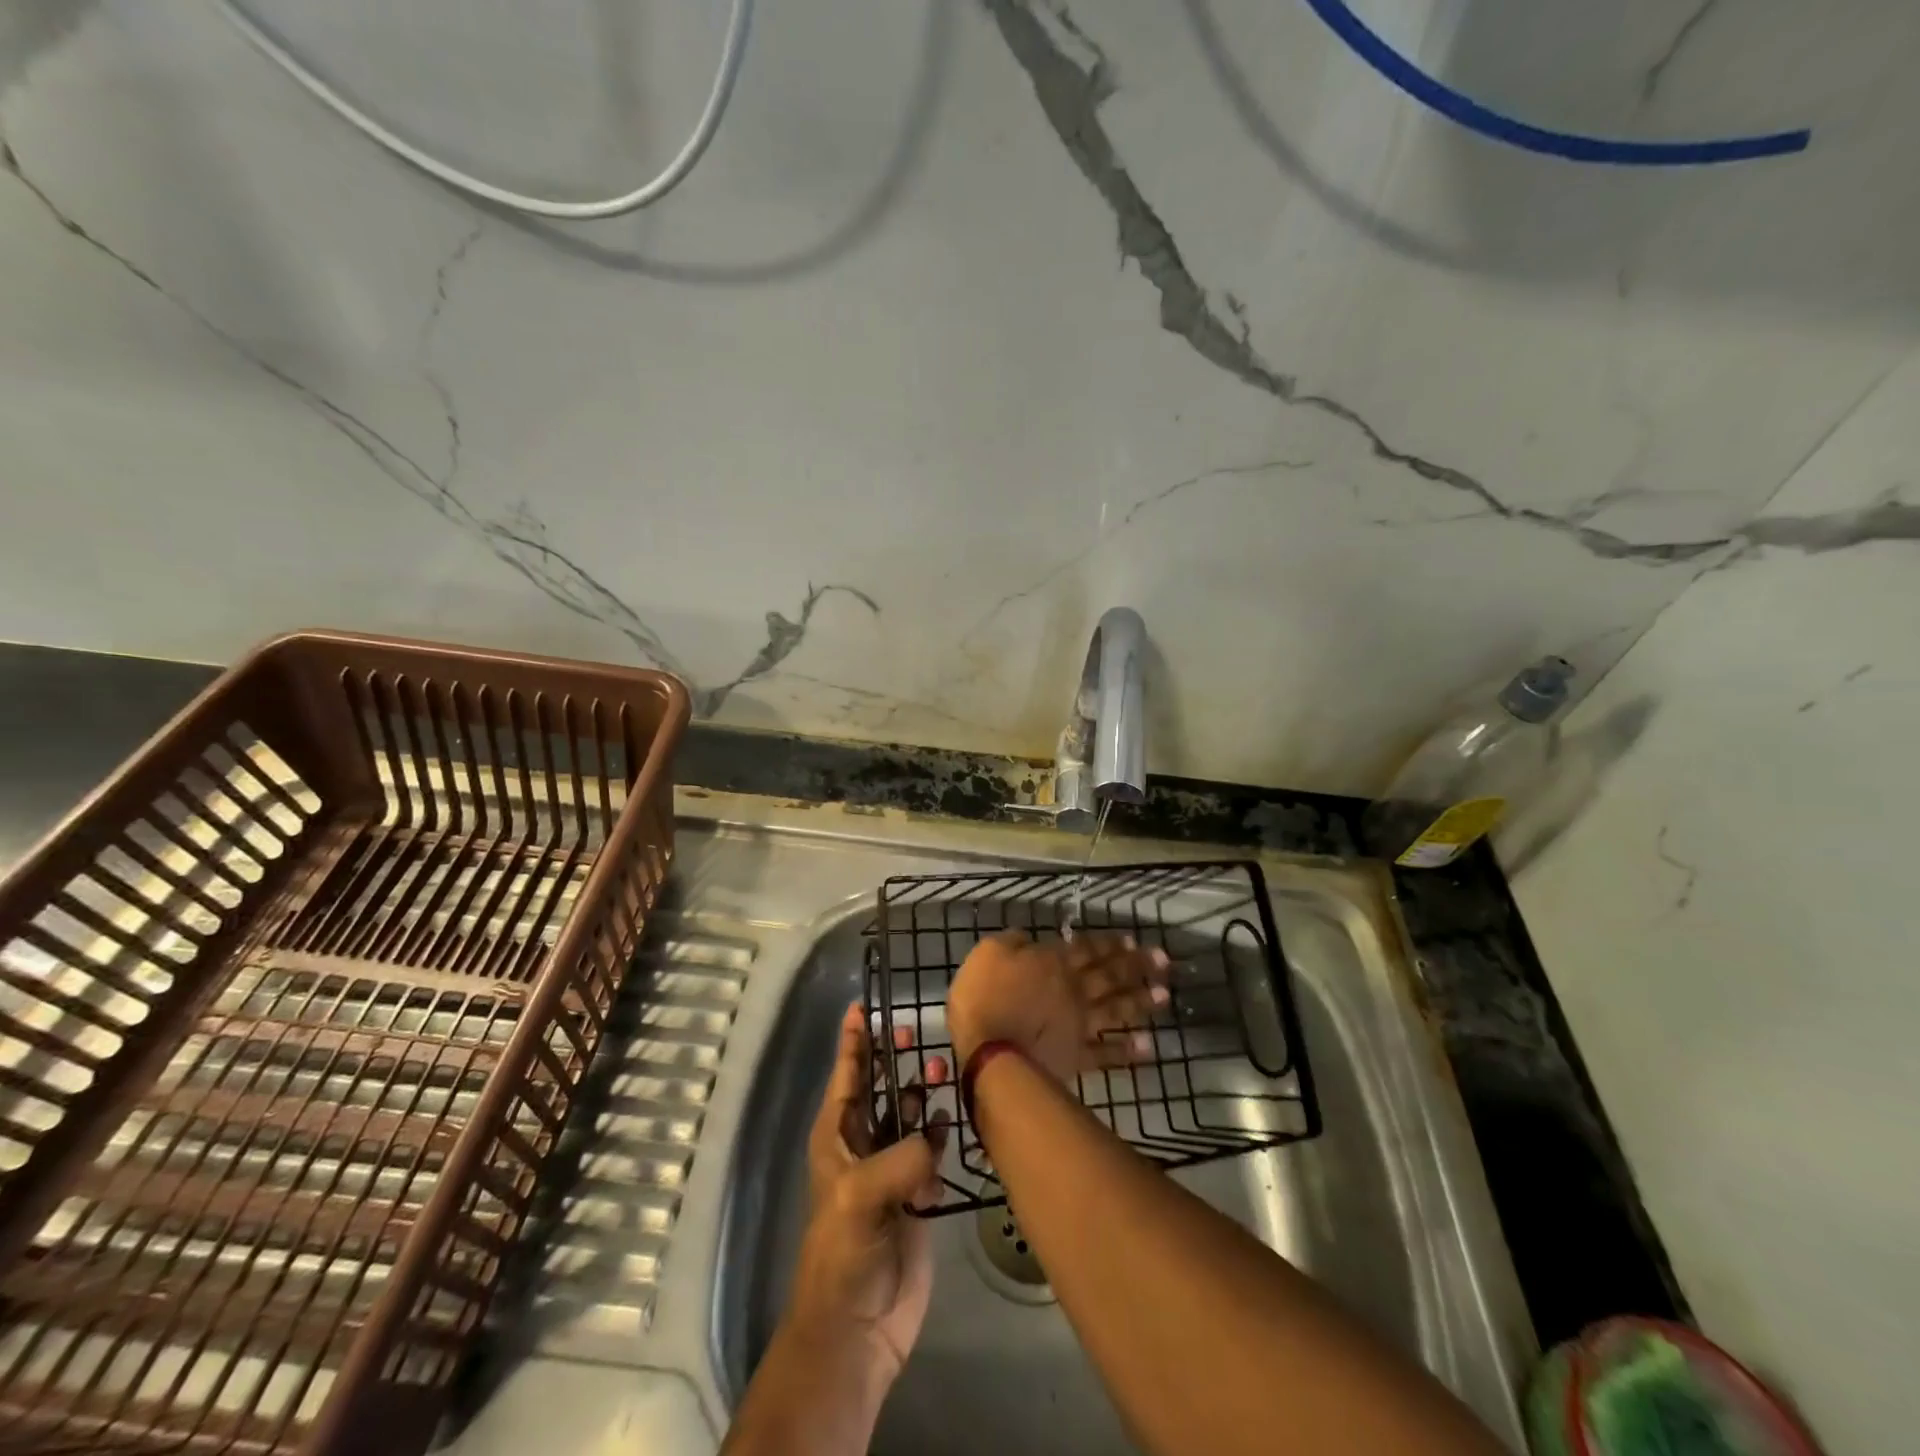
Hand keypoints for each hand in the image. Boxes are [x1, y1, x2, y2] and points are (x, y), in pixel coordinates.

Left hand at [787, 1003, 950, 1381]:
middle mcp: (863, 1143)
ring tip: (942, 1071)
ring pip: (908, 1114)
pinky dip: (939, 1133)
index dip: (853, 1040)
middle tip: (916, 1029)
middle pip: (880, 1086)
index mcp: (837, 1135)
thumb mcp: (861, 1197)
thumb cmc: (844, 1253)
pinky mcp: (916, 1193)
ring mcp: (891, 1167)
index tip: (862, 1004)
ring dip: (922, 1092)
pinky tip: (951, 1122)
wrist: (859, 1327)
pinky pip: (930, 1149)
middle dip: (894, 1057)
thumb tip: (934, 1137)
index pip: (847, 1074)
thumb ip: (901, 1158)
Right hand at [947, 930, 1170, 1082]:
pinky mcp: (1075, 1056)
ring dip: (1140, 1002)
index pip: (1087, 949)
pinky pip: (1106, 1053)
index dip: (1110, 944)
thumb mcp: (989, 952)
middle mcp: (1073, 989)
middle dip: (1137, 967)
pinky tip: (1147, 1047)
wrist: (987, 1049)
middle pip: (1110, 975)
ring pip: (1115, 1009)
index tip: (1133, 940)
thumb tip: (1027, 938)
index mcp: (1053, 962)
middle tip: (1164, 961)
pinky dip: (1127, 1050)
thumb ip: (1012, 943)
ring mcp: (1077, 1024)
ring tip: (1164, 997)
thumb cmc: (983, 995)